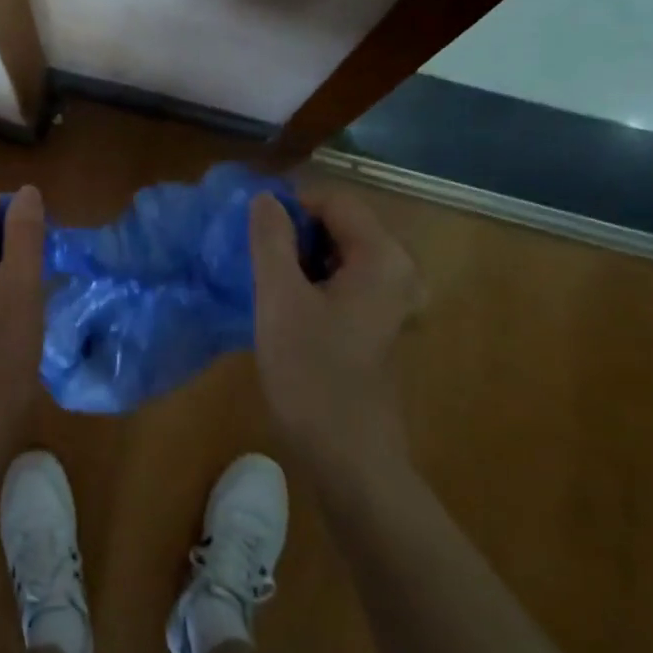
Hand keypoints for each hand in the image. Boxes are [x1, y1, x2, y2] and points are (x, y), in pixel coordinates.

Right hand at [249, 184, 421, 482]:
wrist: (346, 454)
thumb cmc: (311, 371)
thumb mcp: (279, 298)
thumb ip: (271, 239)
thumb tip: (265, 198)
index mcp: (382, 257)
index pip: (334, 201)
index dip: (291, 207)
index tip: (254, 235)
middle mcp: (398, 270)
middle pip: (339, 224)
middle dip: (294, 233)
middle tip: (257, 261)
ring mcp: (392, 298)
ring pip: (338, 253)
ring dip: (300, 258)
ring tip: (267, 284)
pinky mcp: (379, 322)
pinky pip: (344, 279)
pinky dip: (313, 281)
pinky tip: (287, 307)